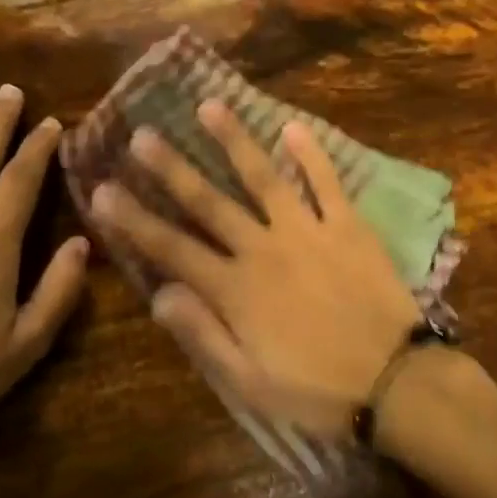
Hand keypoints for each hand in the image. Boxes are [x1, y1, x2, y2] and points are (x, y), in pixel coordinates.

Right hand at [90, 101, 420, 439]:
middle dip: (171, 168)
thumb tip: (159, 295)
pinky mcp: (347, 226)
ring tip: (208, 106)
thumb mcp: (248, 383)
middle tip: (141, 134)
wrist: (395, 383)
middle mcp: (264, 249)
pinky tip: (292, 126)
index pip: (172, 248)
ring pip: (263, 178)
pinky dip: (310, 155)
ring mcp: (307, 231)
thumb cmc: (316, 391)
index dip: (133, 220)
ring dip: (233, 141)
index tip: (101, 190)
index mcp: (235, 290)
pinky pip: (326, 183)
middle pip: (209, 202)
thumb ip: (202, 335)